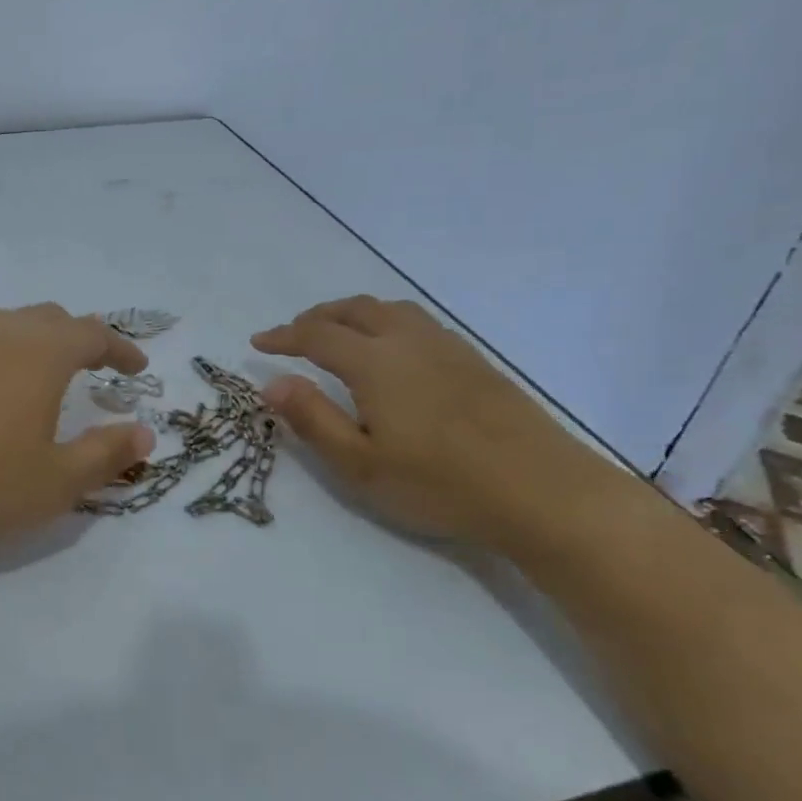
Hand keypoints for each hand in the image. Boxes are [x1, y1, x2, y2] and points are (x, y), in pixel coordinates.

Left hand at [0, 304, 156, 543]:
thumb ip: (105, 454)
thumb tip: (145, 433)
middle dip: (82, 338)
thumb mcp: (55, 481)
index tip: (138, 369)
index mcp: (41, 354)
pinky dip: (6, 355)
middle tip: (98, 365)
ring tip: (51, 372)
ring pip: (12, 326)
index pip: (93, 334)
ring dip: (41, 341)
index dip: (121, 349)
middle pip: (51, 319)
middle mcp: (2, 336)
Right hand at [252, 296, 616, 551]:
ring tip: (337, 333)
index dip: (283, 336)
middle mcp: (409, 340)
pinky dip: (386, 322)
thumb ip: (312, 419)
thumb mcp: (359, 464)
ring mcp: (447, 347)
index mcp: (375, 361)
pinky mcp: (475, 361)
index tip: (258, 342)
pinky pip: (417, 322)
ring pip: (390, 310)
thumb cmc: (440, 483)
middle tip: (293, 334)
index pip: (316, 335)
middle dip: (316, 316)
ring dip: (353, 314)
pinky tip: (392, 351)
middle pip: (354, 310)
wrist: (542, 490)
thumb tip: (272, 383)